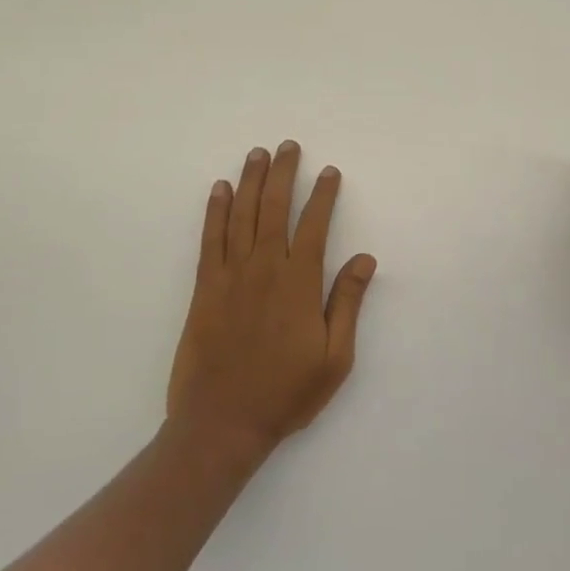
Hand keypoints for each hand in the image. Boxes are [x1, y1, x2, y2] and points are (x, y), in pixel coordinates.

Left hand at [166, 141, 376, 459]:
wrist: (222, 424)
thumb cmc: (286, 394)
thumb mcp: (335, 357)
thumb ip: (347, 303)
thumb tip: (364, 258)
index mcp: (300, 284)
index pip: (314, 226)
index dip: (324, 196)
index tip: (330, 171)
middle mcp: (265, 269)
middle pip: (274, 209)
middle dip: (283, 174)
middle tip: (287, 146)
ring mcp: (231, 276)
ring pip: (242, 216)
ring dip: (250, 182)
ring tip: (257, 155)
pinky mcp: (205, 289)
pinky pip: (210, 240)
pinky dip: (215, 212)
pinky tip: (220, 190)